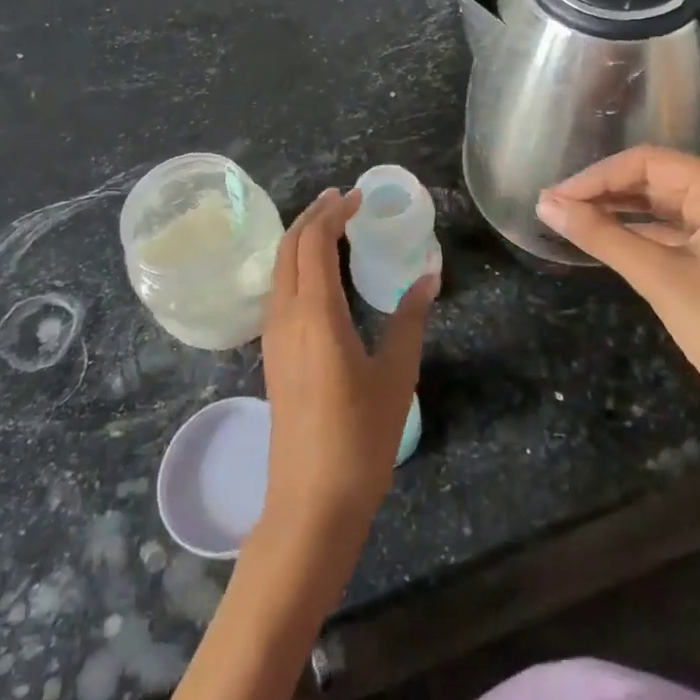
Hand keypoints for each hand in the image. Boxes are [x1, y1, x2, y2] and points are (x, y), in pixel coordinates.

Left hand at [259, 189, 437, 546]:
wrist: (310, 504)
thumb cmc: (359, 437)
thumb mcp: (396, 374)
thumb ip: (409, 319)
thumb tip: (427, 275)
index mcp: (316, 313)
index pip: (314, 242)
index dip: (333, 212)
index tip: (359, 196)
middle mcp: (285, 316)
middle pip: (289, 247)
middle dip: (313, 216)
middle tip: (344, 200)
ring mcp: (273, 337)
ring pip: (279, 268)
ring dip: (301, 239)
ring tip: (332, 226)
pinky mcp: (272, 355)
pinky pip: (278, 291)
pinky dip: (296, 265)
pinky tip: (319, 275)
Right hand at [537, 147, 699, 444]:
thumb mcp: (658, 277)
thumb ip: (600, 234)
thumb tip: (543, 203)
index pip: (650, 163)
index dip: (596, 177)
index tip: (552, 197)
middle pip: (655, 178)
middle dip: (603, 192)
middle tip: (552, 207)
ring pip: (659, 202)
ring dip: (615, 210)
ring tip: (565, 217)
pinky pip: (670, 227)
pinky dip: (635, 231)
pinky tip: (599, 235)